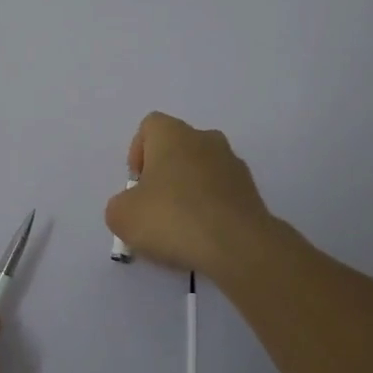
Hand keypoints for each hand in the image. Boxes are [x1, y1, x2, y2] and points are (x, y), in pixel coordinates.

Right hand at [105, 112, 278, 281]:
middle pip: (178, 148)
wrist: (237, 246)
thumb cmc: (173, 218)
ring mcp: (233, 164)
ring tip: (181, 229)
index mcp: (173, 134)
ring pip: (202, 170)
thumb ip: (120, 205)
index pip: (150, 126)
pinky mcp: (252, 192)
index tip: (137, 185)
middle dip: (164, 174)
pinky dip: (211, 209)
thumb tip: (132, 207)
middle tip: (155, 208)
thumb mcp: (122, 216)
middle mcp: (205, 139)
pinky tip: (204, 237)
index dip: (138, 152)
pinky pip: (222, 193)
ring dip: (190, 191)